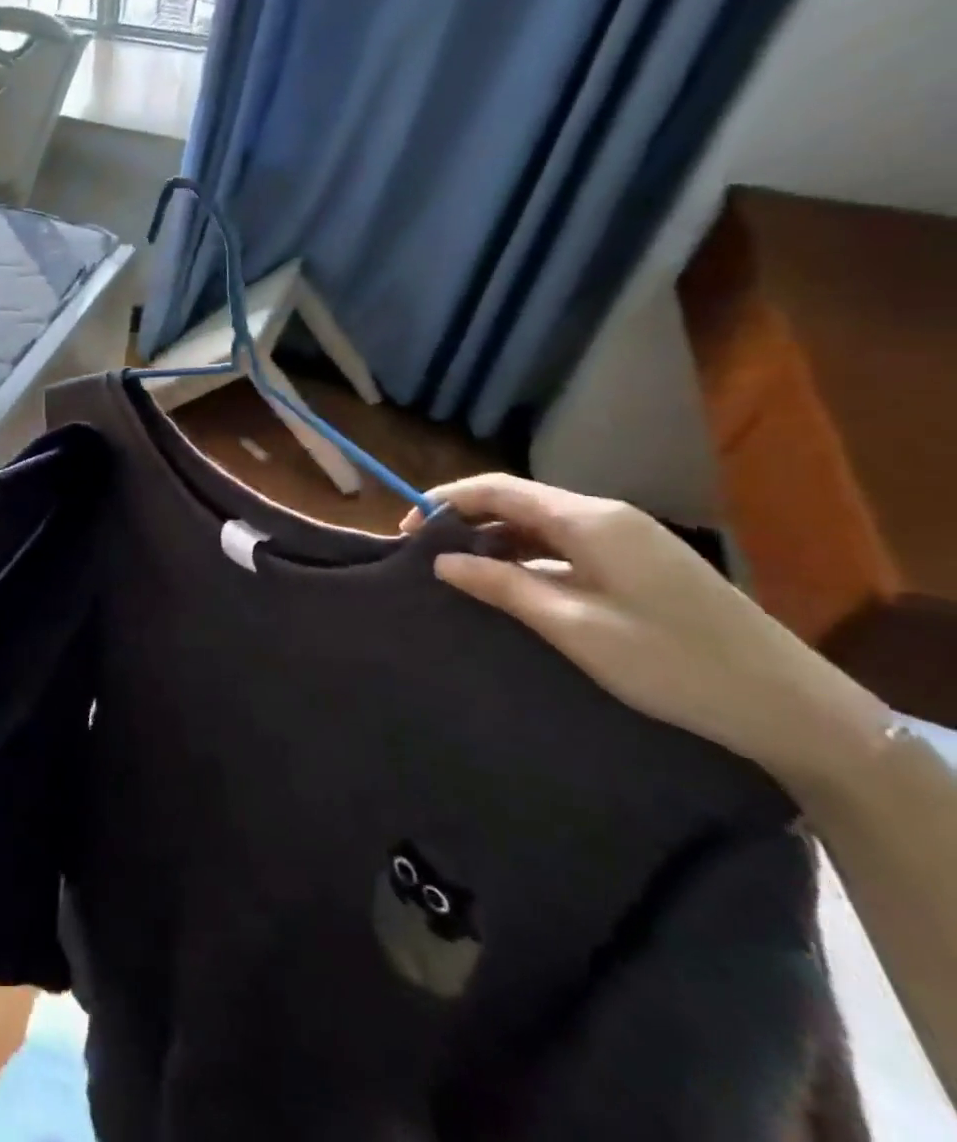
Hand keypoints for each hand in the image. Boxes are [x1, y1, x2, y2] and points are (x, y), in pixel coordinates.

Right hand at [404, 474, 891, 798]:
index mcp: (589, 521)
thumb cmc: (672, 663)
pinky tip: (510, 586)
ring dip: (495, 541)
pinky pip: (566, 546)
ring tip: (458, 573)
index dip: (445, 502)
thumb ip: (502, 586)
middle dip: (465, 521)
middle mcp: (606, 517)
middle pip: (517, 502)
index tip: (405, 532)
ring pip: (540, 525)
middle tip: (424, 556)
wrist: (792, 707)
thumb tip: (441, 561)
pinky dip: (527, 557)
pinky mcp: (639, 564)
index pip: (498, 489)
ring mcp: (627, 540)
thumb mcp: (573, 627)